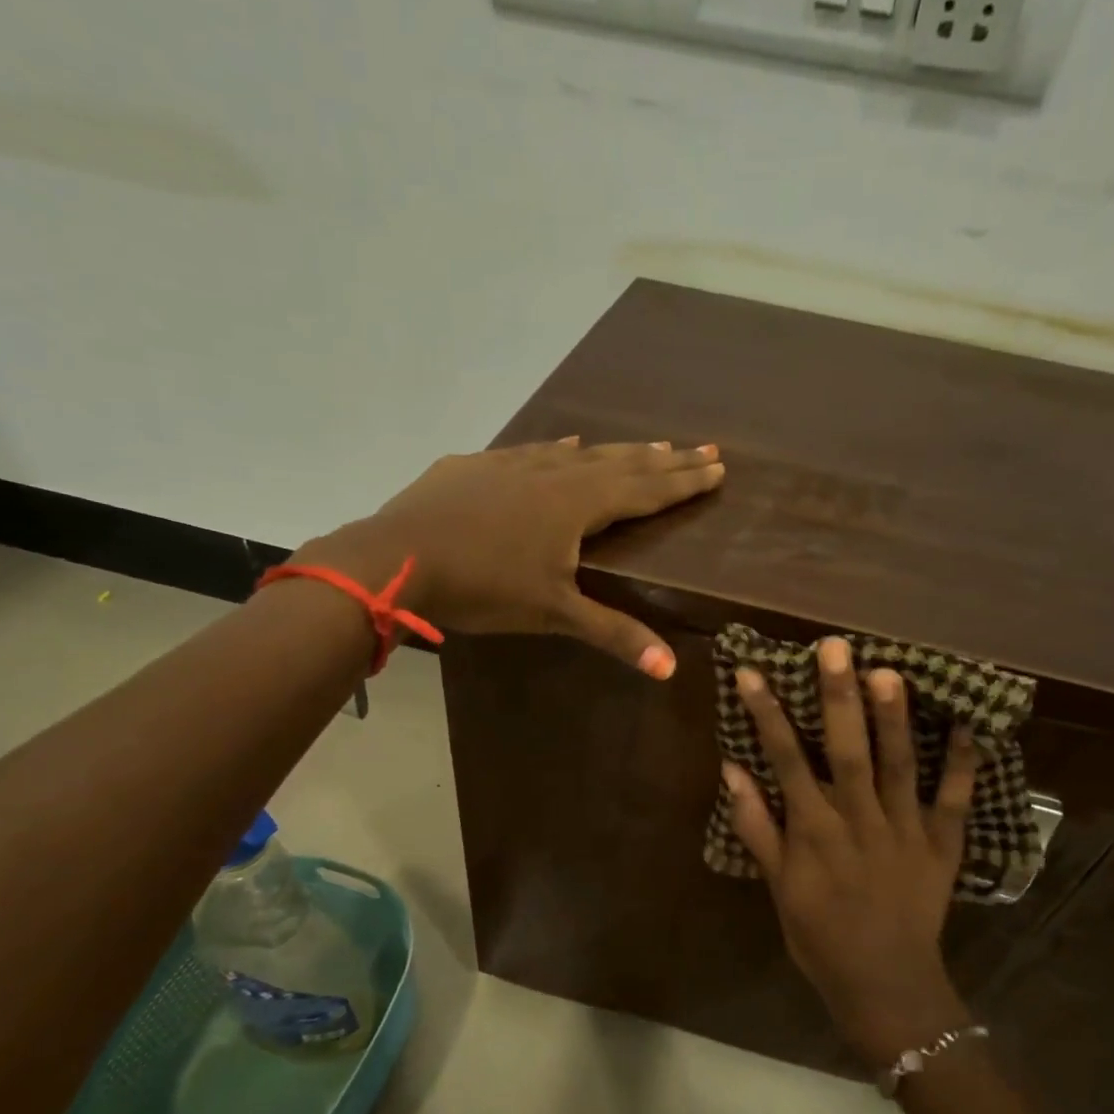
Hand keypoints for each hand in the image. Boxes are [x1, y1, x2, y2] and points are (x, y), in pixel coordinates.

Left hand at [294, 438, 722, 676]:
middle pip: (622, 463)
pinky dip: (559, 449)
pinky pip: (533, 452)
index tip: (718, 468)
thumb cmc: (483, 587)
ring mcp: (512, 465)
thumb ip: (614, 634)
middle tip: (703, 448)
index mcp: (578, 505)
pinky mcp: (477, 466)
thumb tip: (671, 669)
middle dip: (666, 459)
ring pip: (579, 453)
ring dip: (619, 451)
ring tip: (649, 445)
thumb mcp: (553, 614)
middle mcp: (554, 474)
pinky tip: (563, 445)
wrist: (395, 559)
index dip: (684, 482)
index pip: (646, 490)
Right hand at [723, 636, 978, 1064]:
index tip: (752, 672)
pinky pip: (956, 799)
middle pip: (847, 750)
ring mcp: (906, 830)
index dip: (768, 715)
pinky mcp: (943, 844)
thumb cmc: (821, 937)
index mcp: (815, 831)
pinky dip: (964, 762)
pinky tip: (969, 722)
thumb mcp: (777, 888)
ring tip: (889, 671)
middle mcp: (859, 820)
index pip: (786, 761)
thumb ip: (756, 827)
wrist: (886, 986)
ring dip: (894, 718)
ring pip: (900, 765)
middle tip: (835, 648)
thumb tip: (733, 770)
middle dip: (838, 698)